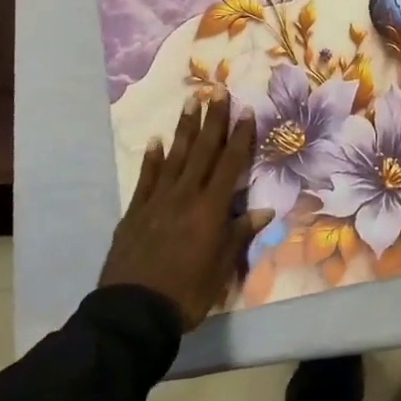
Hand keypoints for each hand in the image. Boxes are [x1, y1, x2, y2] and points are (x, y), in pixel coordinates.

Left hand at [100, 93, 270, 331]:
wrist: (133, 311)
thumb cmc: (187, 292)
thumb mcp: (221, 268)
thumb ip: (240, 234)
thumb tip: (266, 210)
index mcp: (210, 209)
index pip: (230, 165)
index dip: (239, 137)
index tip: (245, 111)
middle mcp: (185, 196)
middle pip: (202, 151)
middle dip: (212, 120)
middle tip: (218, 90)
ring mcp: (157, 201)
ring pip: (175, 157)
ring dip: (185, 129)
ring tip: (191, 101)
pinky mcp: (135, 211)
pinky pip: (146, 178)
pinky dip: (152, 158)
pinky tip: (156, 141)